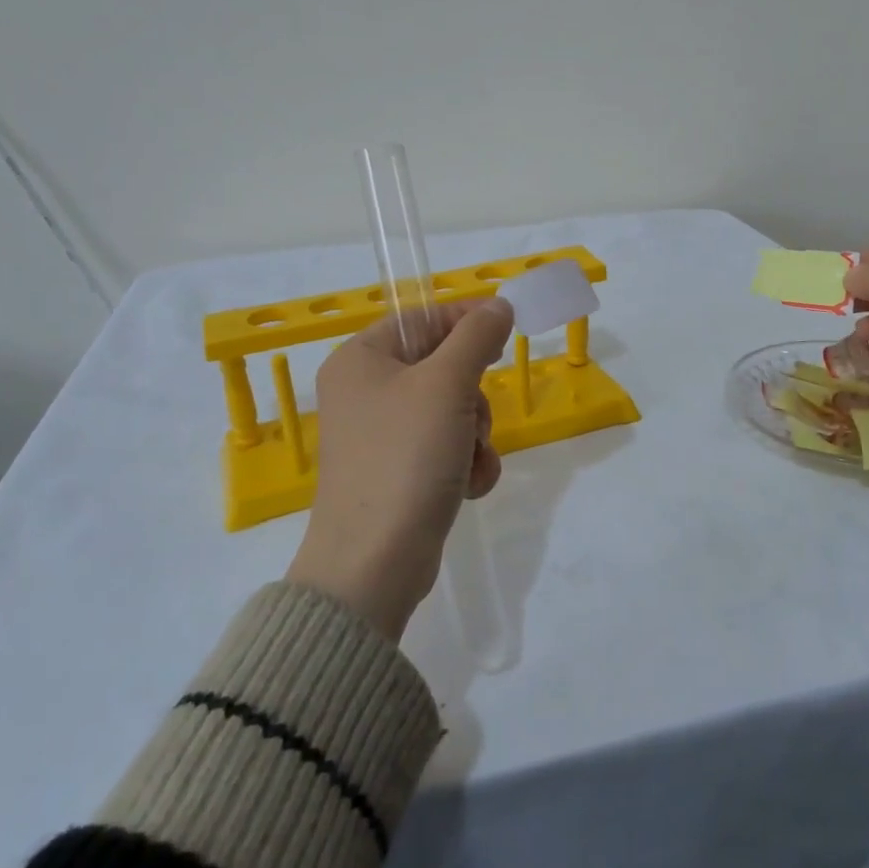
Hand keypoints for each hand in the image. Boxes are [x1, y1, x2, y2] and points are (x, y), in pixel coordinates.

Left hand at [287, 298, 514, 639]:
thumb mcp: (446, 385)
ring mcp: (381, 435)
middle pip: (442, 367)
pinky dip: (465, 462)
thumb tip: (498, 305)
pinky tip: (468, 485)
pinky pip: (445, 447)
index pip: (422, 318)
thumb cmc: (405, 457)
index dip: (467, 320)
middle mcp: (365, 391)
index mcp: (361, 359)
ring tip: (469, 461)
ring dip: (475, 434)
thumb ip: (476, 336)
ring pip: (452, 410)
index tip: (507, 328)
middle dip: (472, 395)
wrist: (374, 562)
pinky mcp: (398, 472)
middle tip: (473, 418)